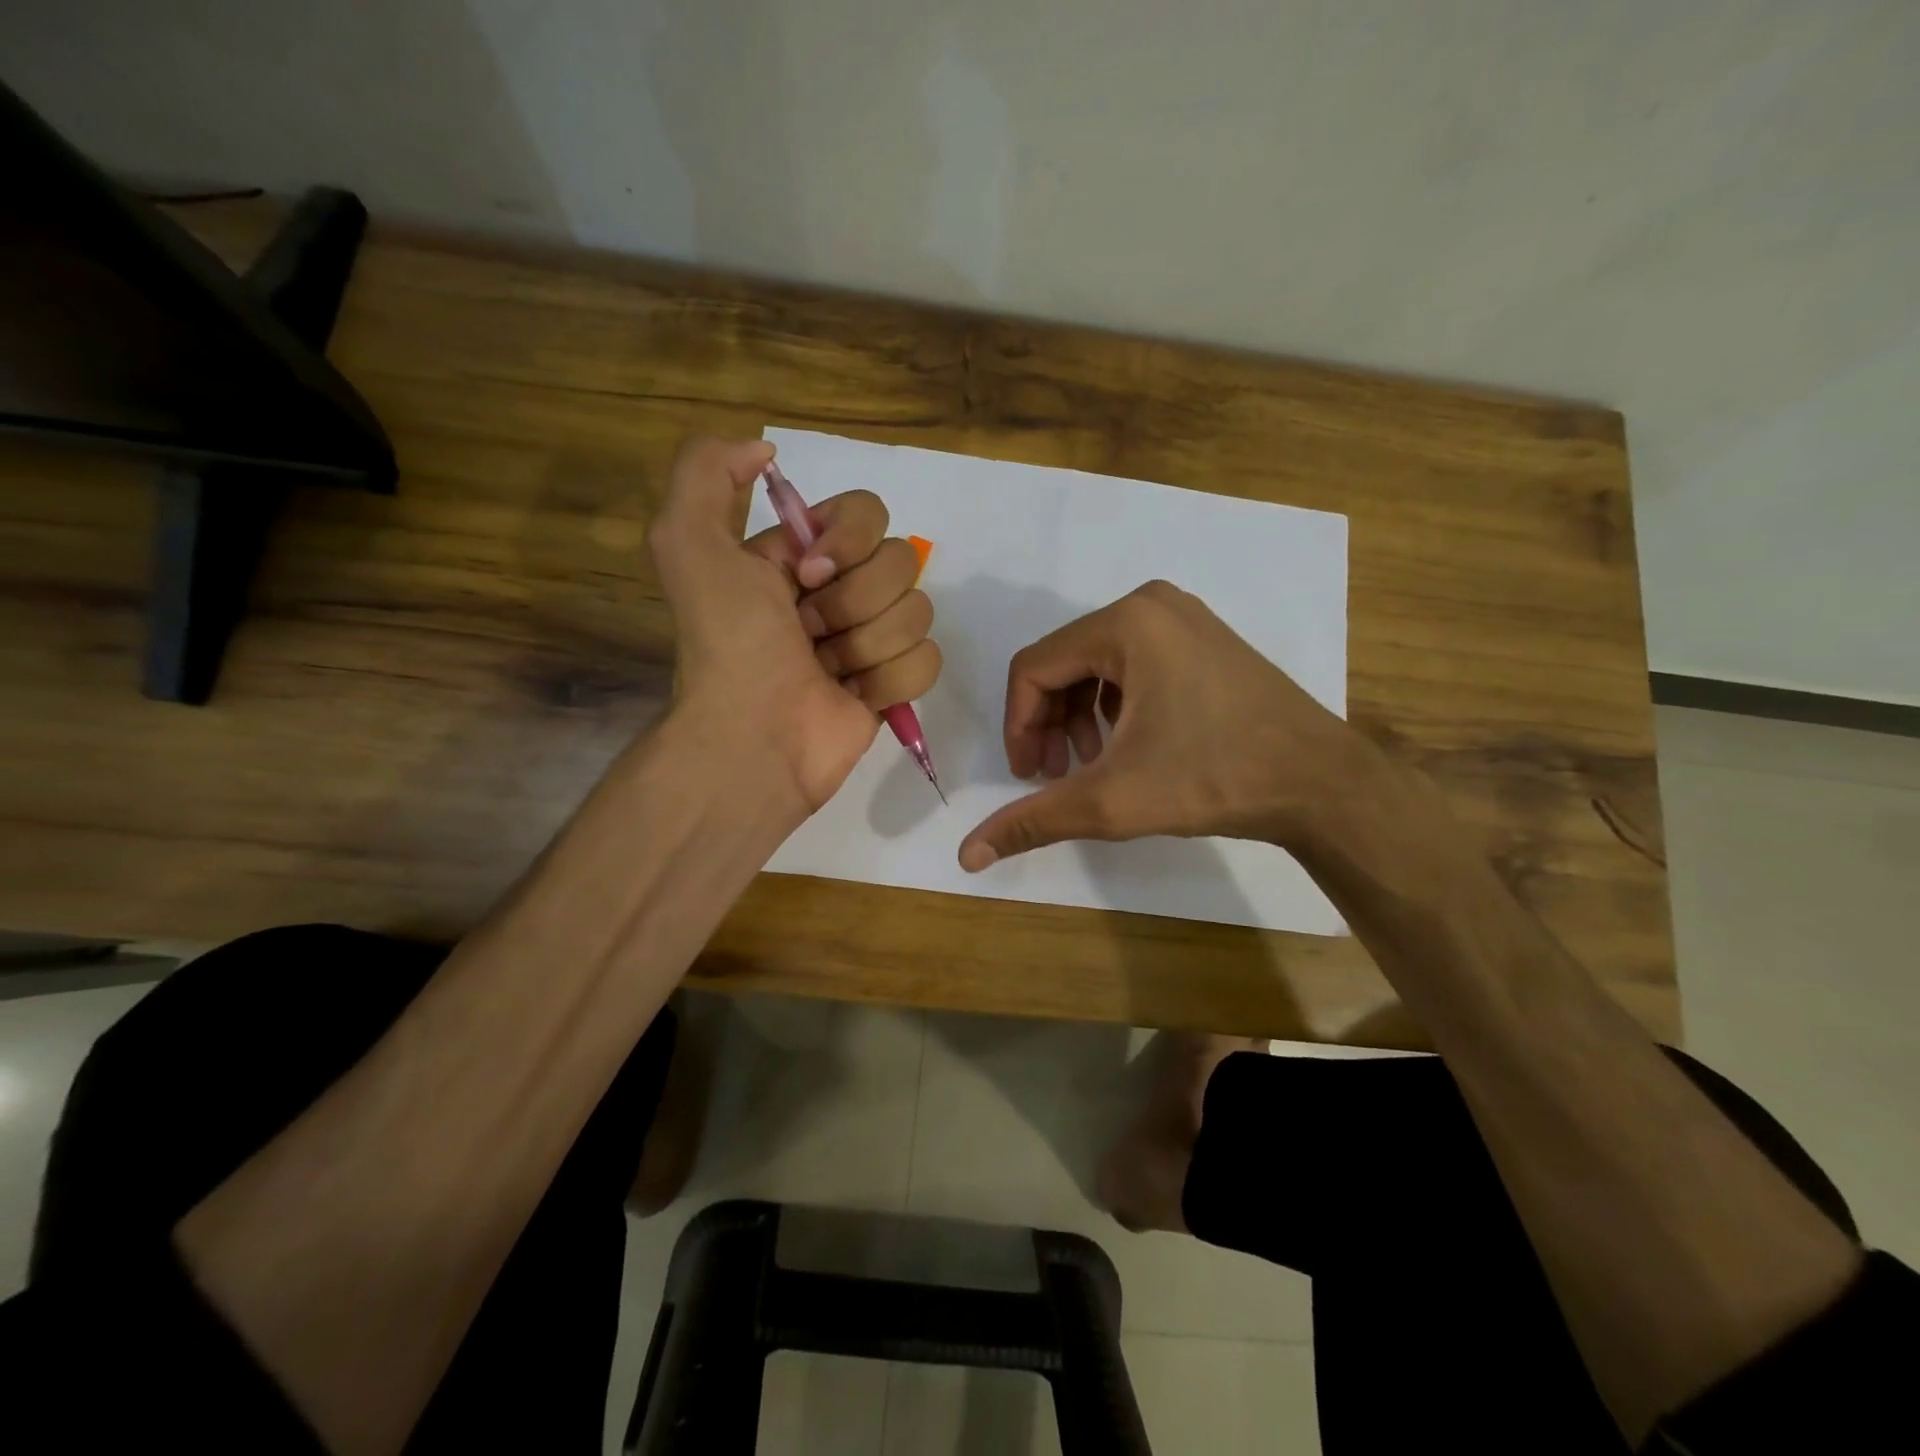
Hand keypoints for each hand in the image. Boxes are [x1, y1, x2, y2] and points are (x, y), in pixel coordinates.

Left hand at [649, 437, 940, 815]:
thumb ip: (707, 471)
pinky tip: (855, 696)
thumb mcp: (687, 543)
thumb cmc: (729, 643)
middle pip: (901, 561)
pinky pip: (928, 659)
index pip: (868, 512)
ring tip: (827, 670)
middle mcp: (840, 590)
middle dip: (854, 601)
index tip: (808, 575)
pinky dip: (890, 679)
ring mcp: (870, 639)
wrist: (754, 736)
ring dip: (867, 644)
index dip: (849, 540)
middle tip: (809, 632)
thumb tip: (765, 451)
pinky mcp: (893, 684)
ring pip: (917, 611)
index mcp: (802, 555)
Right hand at [958, 580, 1385, 869]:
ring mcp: (1183, 618)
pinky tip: (1127, 746)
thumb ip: (1034, 821)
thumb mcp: (1112, 801)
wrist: (1320, 782)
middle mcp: (1150, 605)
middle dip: (1050, 723)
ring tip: (1091, 766)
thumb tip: (968, 855)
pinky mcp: (1203, 638)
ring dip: (1080, 717)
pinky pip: (1133, 664)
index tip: (1028, 775)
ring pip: (1097, 665)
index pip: (1033, 668)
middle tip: (1055, 775)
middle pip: (1064, 663)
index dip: (1018, 725)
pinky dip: (1115, 705)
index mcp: (1125, 623)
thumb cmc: (1213, 778)